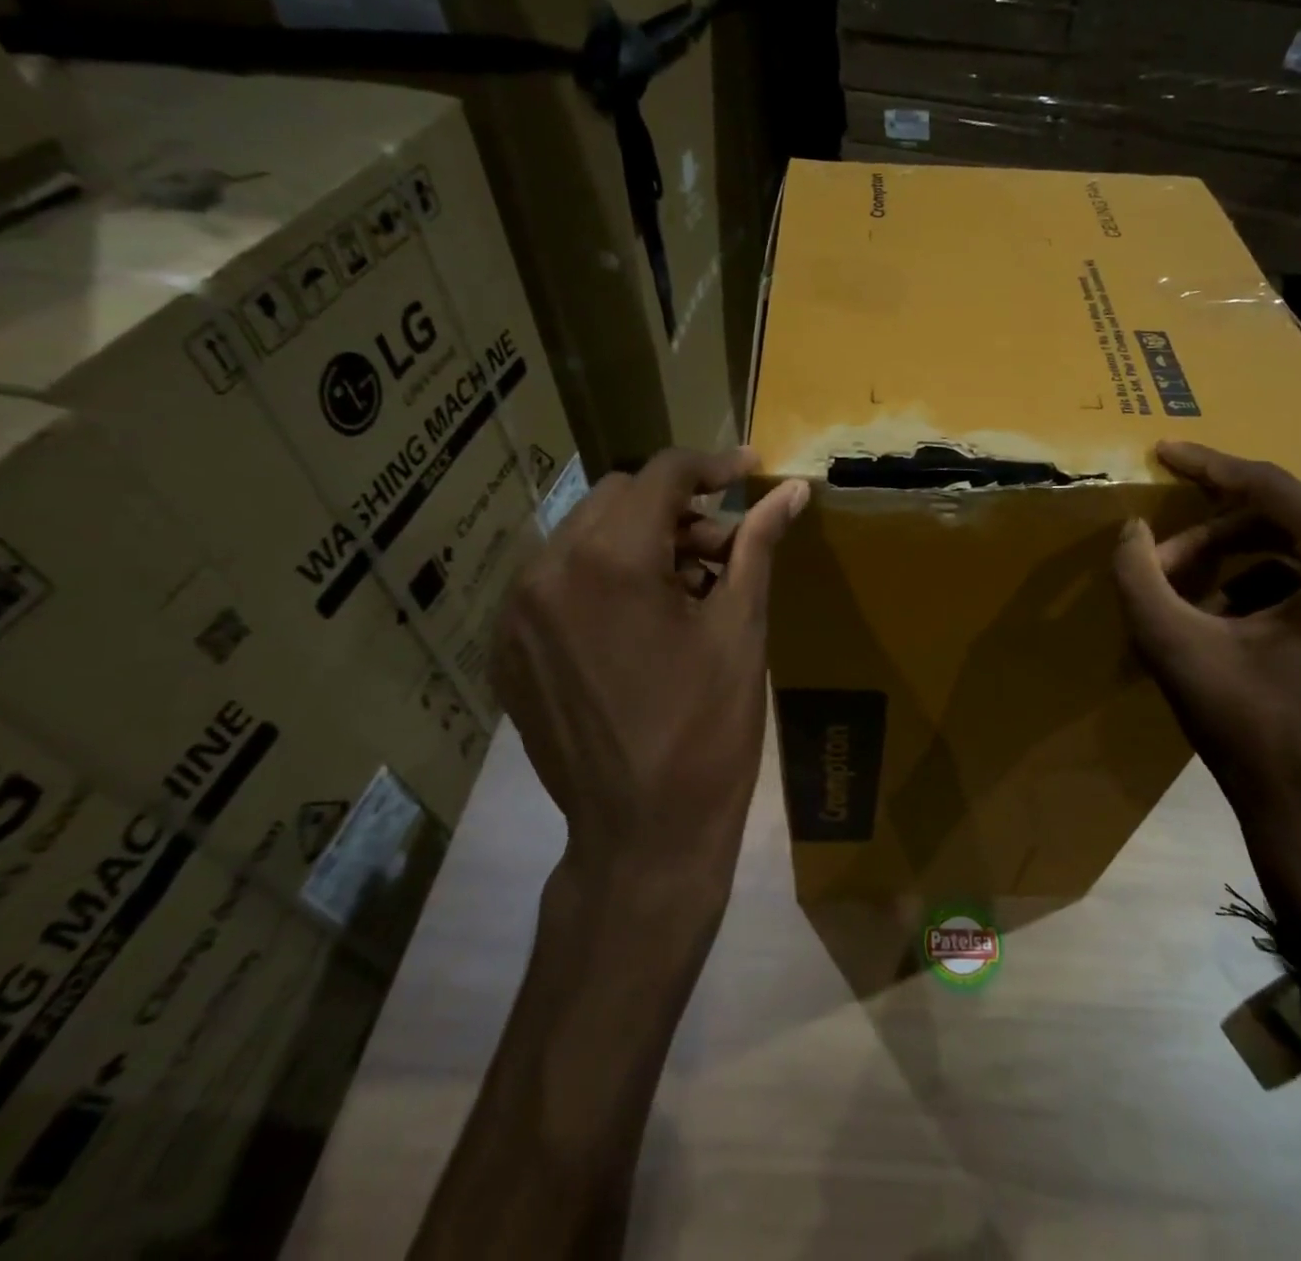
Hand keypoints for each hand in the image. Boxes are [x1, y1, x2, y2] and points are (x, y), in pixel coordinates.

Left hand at [492, 448, 809, 912]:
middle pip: (619, 497)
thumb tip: (792, 491)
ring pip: (584, 534)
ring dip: (641, 540)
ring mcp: (517, 613)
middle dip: (678, 508)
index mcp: (610, 562)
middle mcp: (548, 572)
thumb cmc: (708, 730)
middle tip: (726, 547)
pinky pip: (558, 580)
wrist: (643, 835)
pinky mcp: (508, 648)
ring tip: (689, 589)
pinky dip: (604, 577)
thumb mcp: (741, 629)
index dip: (713, 465)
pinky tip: (643, 622)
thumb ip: (757, 545)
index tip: (751, 471)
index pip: (662, 475)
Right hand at [1114, 443, 1300, 942]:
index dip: (1207, 468)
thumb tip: (1129, 532)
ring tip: (1179, 598)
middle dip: (1210, 539)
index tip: (1162, 451)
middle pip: (1284, 524)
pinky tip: (1218, 623)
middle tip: (1157, 565)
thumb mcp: (1180, 651)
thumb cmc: (1258, 736)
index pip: (1272, 490)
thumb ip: (1140, 581)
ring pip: (1298, 555)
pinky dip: (1261, 593)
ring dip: (1231, 567)